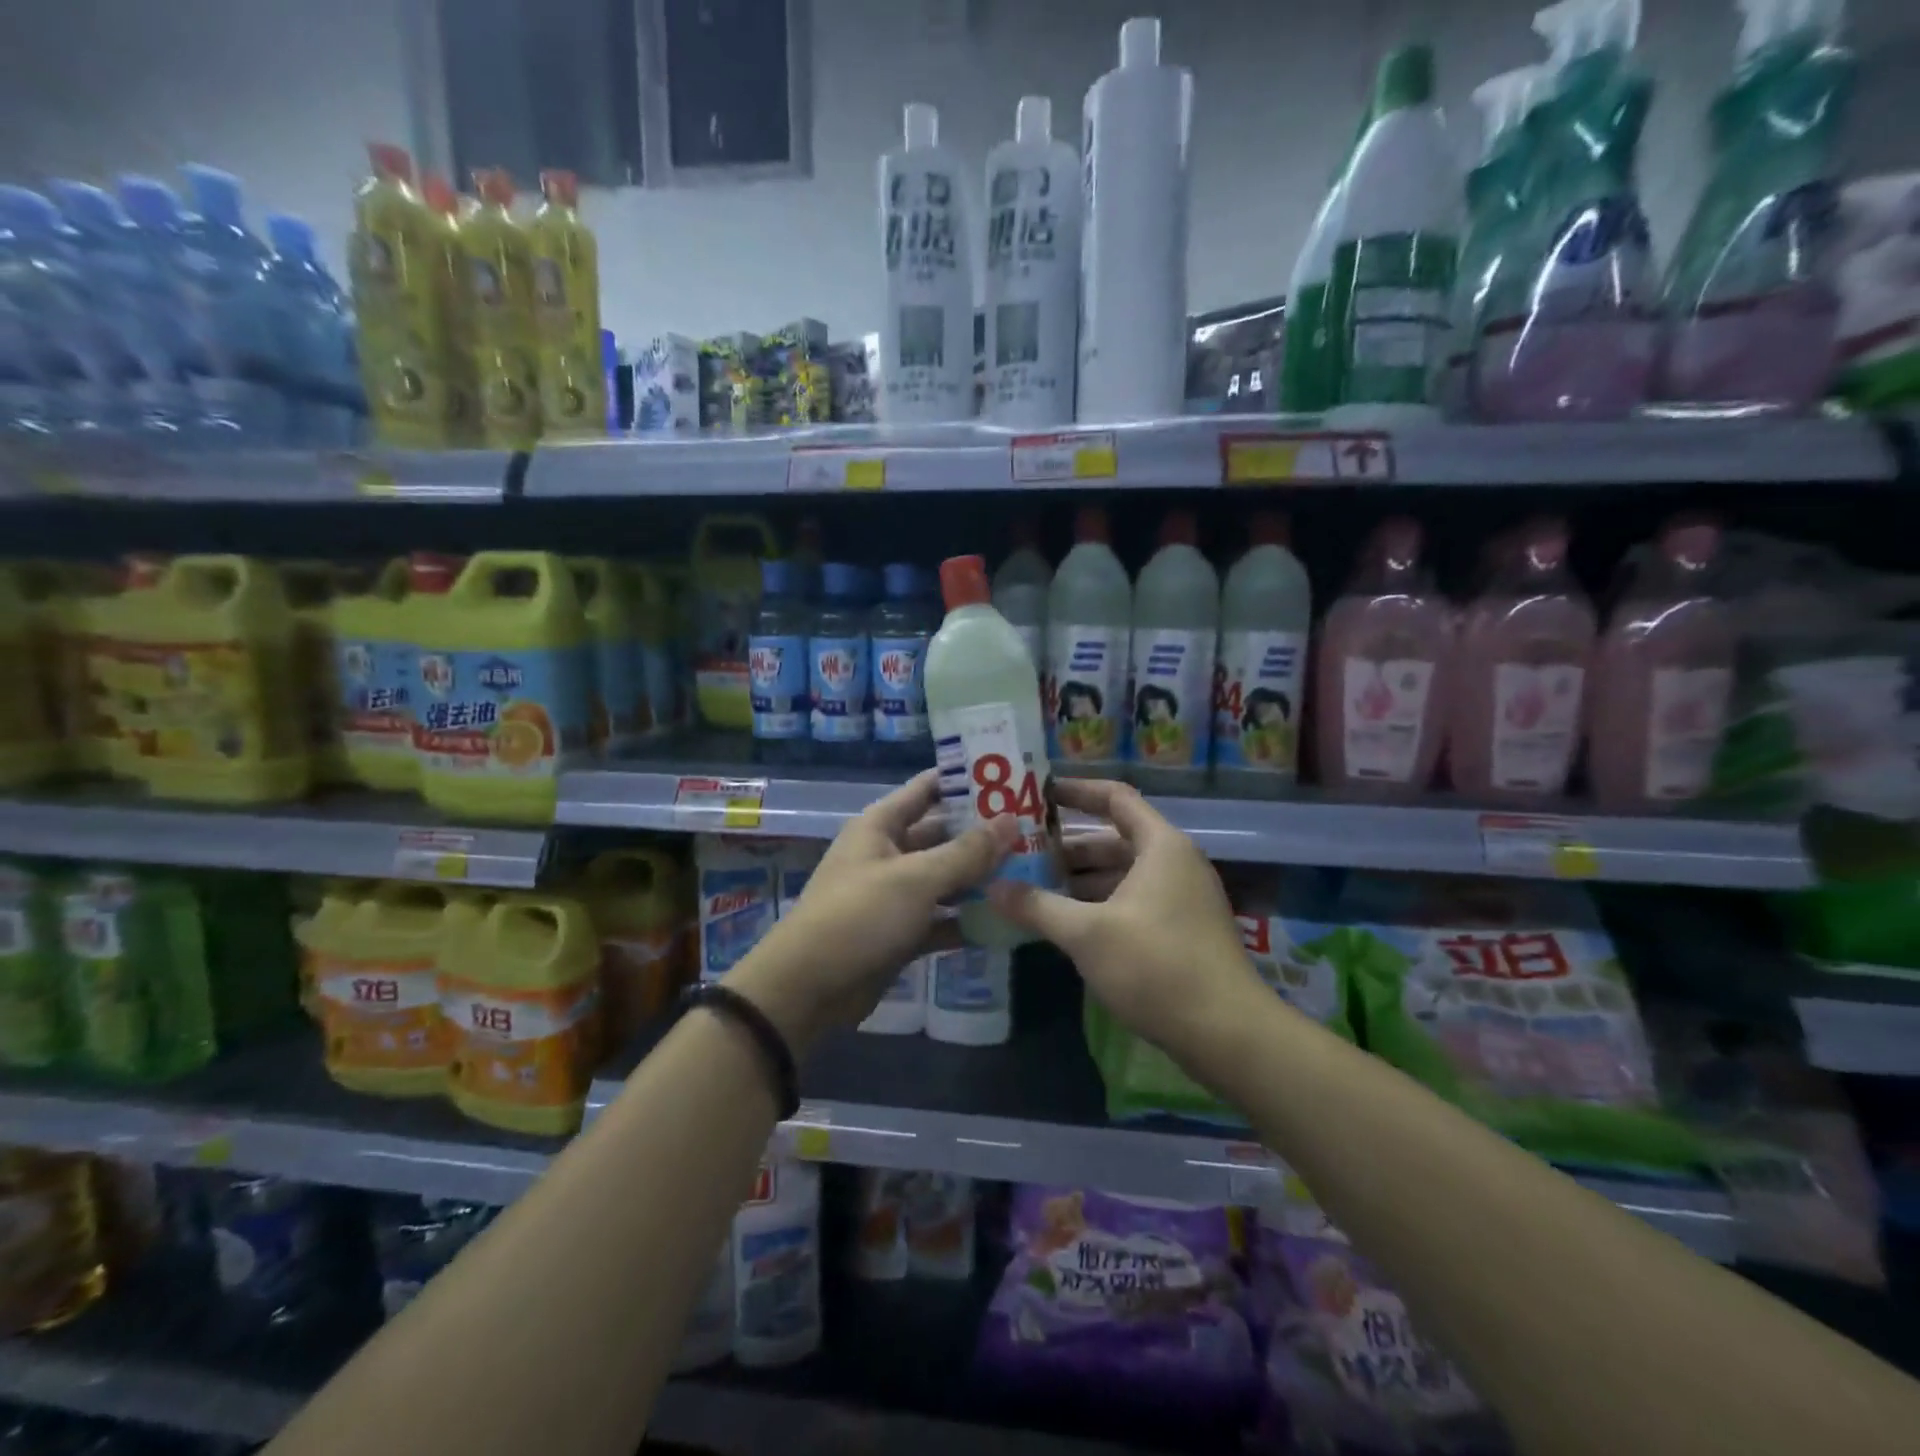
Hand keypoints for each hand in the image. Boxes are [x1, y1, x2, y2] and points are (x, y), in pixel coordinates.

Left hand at [726, 769, 1015, 1049]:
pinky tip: (1008, 920)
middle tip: (1035, 830)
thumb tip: (1012, 820)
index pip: (927, 789)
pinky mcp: (901, 933)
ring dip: (981, 878)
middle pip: (942, 835)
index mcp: (881, 826)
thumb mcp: (916, 878)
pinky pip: (941, 919)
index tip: (1011, 776)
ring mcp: (894, 895)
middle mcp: (888, 854)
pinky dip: (967, 919)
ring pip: (945, 878)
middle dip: (983, 834)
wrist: (808, 988)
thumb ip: (966, 852)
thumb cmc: (859, 916)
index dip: (965, 780)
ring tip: (1032, 871)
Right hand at [988, 778, 1259, 1055]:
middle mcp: (1175, 863)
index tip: (1037, 794)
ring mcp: (1181, 899)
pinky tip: (1066, 924)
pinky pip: (1132, 901)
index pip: (1115, 798)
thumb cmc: (1156, 966)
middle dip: (1067, 847)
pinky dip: (1099, 904)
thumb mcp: (1087, 934)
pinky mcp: (1181, 931)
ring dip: (1080, 880)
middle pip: (1115, 839)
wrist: (1228, 1034)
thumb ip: (1037, 906)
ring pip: (1122, 874)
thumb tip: (992, 887)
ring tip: (1033, 889)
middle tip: (1021, 853)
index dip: (1076, 791)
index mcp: (1160, 846)